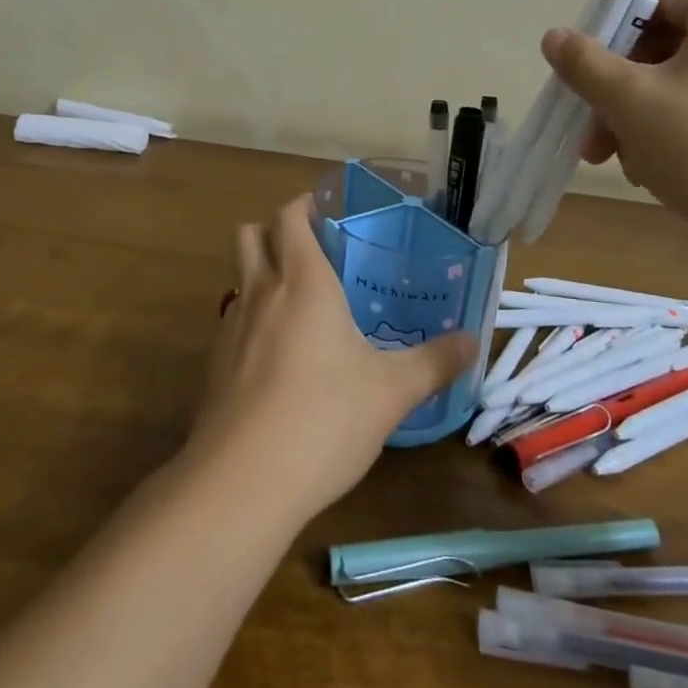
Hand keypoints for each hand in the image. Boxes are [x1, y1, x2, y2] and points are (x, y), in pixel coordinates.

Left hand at [186, 195, 475, 520]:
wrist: (242, 482)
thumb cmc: (324, 419)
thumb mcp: (392, 392)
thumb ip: (434, 362)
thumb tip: (473, 341)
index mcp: (303, 282)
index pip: (289, 217)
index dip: (304, 205)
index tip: (327, 210)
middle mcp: (261, 292)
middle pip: (250, 234)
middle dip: (274, 230)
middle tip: (312, 249)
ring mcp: (231, 327)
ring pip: (238, 276)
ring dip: (260, 272)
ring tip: (298, 301)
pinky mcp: (214, 364)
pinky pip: (232, 319)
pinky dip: (252, 317)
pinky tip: (278, 355)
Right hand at [541, 0, 687, 245]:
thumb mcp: (628, 99)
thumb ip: (584, 61)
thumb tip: (554, 36)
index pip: (654, 4)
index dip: (609, 36)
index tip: (583, 76)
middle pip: (663, 49)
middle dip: (617, 92)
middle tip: (591, 133)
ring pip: (679, 86)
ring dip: (636, 118)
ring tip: (616, 160)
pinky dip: (671, 133)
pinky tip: (651, 171)